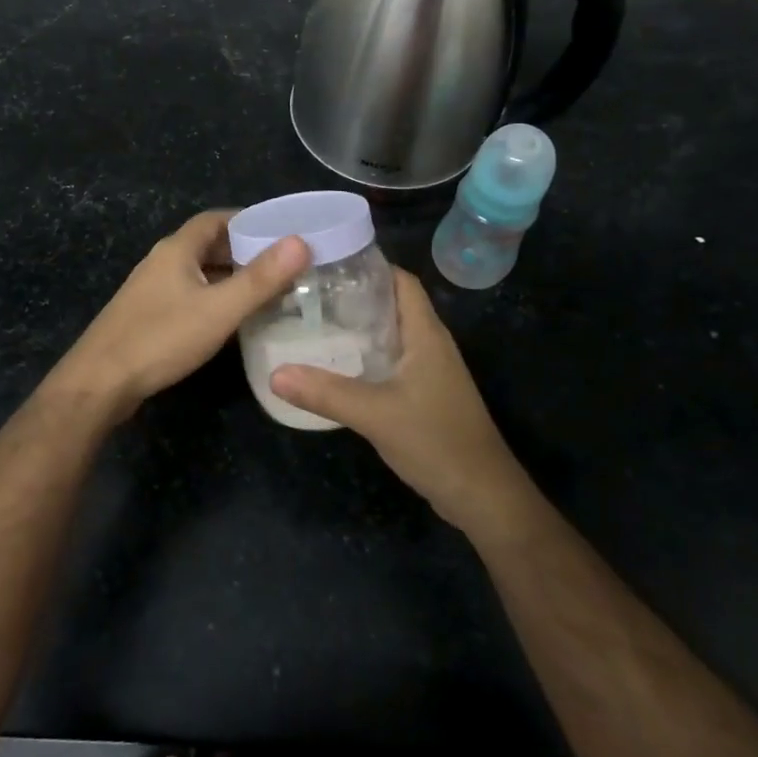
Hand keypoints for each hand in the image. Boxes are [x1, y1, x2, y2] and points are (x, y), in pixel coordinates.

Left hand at [47, 210, 309, 418]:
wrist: (100, 382)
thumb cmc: (161, 338)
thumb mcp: (219, 309)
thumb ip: (260, 278)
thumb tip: (300, 242)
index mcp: (177, 249)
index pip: (216, 219)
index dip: (248, 221)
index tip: (282, 232)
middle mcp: (162, 262)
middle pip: (207, 245)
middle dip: (244, 251)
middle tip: (282, 266)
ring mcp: (151, 290)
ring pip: (198, 273)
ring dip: (230, 277)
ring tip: (266, 292)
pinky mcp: (147, 316)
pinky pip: (189, 295)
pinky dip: (214, 298)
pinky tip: (231, 320)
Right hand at [270, 269, 526, 532]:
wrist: (482, 495)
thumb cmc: (436, 441)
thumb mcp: (375, 414)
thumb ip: (325, 393)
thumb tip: (275, 373)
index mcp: (426, 334)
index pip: (402, 281)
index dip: (371, 264)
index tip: (328, 261)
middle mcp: (430, 344)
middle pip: (392, 303)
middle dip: (354, 294)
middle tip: (309, 291)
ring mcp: (430, 370)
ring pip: (390, 333)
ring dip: (358, 326)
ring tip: (314, 321)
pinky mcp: (425, 394)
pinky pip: (392, 360)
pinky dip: (365, 354)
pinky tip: (337, 364)